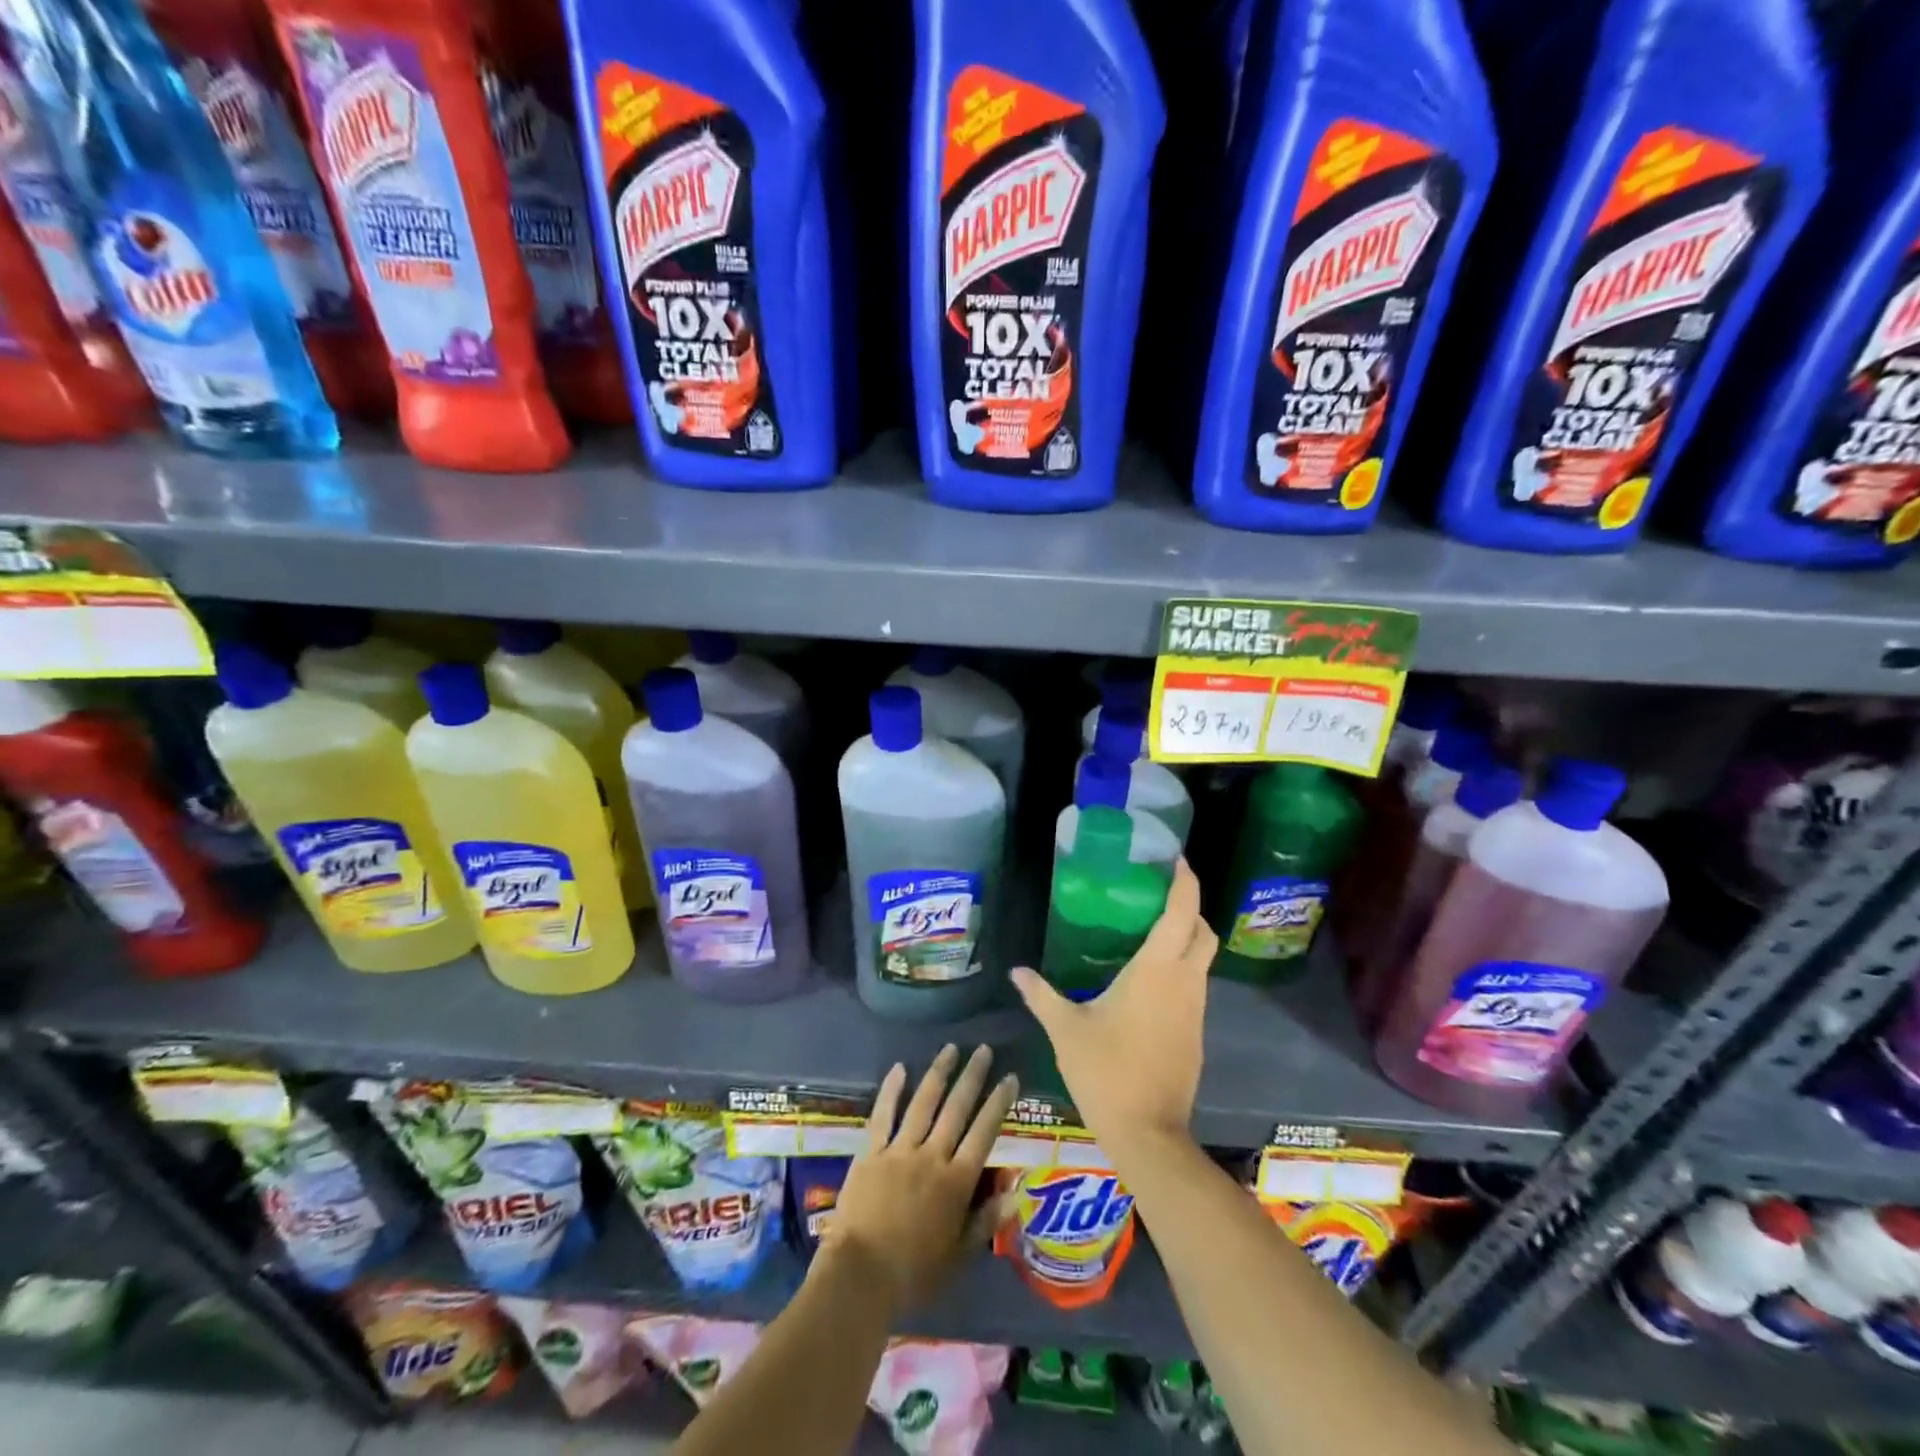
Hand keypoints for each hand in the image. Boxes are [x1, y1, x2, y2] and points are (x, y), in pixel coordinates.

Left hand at [819, 1044, 1017, 1312]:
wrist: (861, 1275)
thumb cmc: (914, 1273)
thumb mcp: (959, 1256)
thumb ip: (986, 1222)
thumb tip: (1017, 1193)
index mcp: (957, 1181)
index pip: (984, 1133)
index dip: (999, 1103)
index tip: (1010, 1077)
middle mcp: (932, 1156)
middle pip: (957, 1108)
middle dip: (972, 1076)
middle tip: (983, 1049)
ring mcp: (900, 1149)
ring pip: (923, 1102)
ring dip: (939, 1073)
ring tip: (950, 1049)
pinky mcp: (871, 1151)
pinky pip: (883, 1114)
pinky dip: (892, 1089)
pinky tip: (900, 1068)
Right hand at [1010, 858, 1215, 1151]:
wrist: (1148, 1134)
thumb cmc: (1106, 1071)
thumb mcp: (1066, 1029)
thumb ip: (1042, 994)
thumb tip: (1017, 971)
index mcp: (1156, 971)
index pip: (1182, 913)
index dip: (1184, 882)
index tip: (1176, 860)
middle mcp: (1184, 982)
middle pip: (1203, 932)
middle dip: (1190, 908)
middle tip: (1159, 898)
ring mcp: (1195, 1010)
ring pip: (1202, 960)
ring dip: (1186, 940)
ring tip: (1149, 934)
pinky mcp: (1196, 1034)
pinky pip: (1194, 987)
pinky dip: (1181, 970)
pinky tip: (1149, 983)